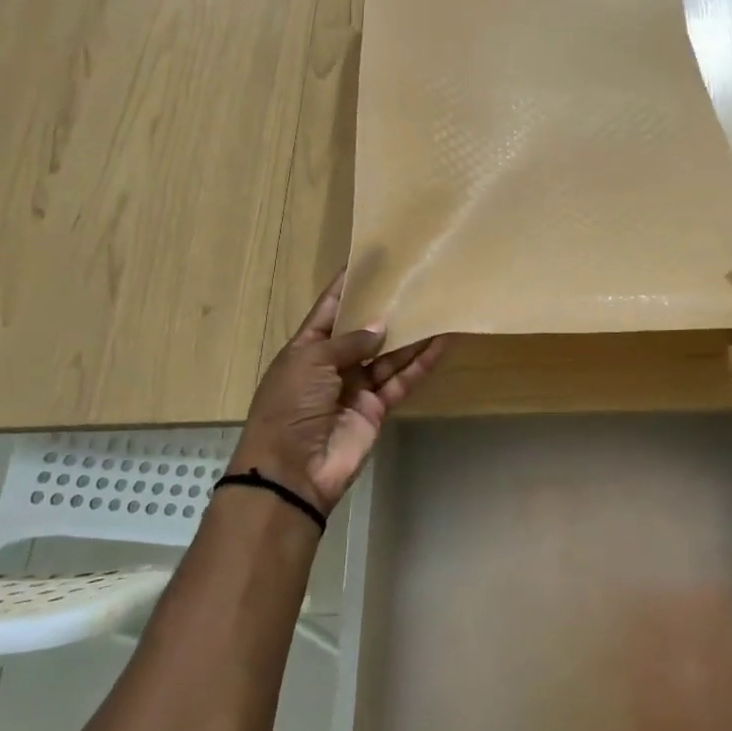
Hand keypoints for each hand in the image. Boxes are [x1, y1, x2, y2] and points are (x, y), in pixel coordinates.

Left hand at [229, 272, 447, 515]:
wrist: (292, 470)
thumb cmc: (290, 406)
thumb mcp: (312, 362)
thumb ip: (350, 342)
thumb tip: (380, 327)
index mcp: (306, 349)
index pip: (329, 310)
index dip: (347, 286)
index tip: (369, 260)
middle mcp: (332, 365)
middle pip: (364, 331)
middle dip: (386, 309)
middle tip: (414, 282)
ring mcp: (356, 388)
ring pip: (389, 355)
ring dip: (411, 335)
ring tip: (436, 306)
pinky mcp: (377, 408)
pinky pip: (402, 380)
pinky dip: (421, 363)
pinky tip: (441, 342)